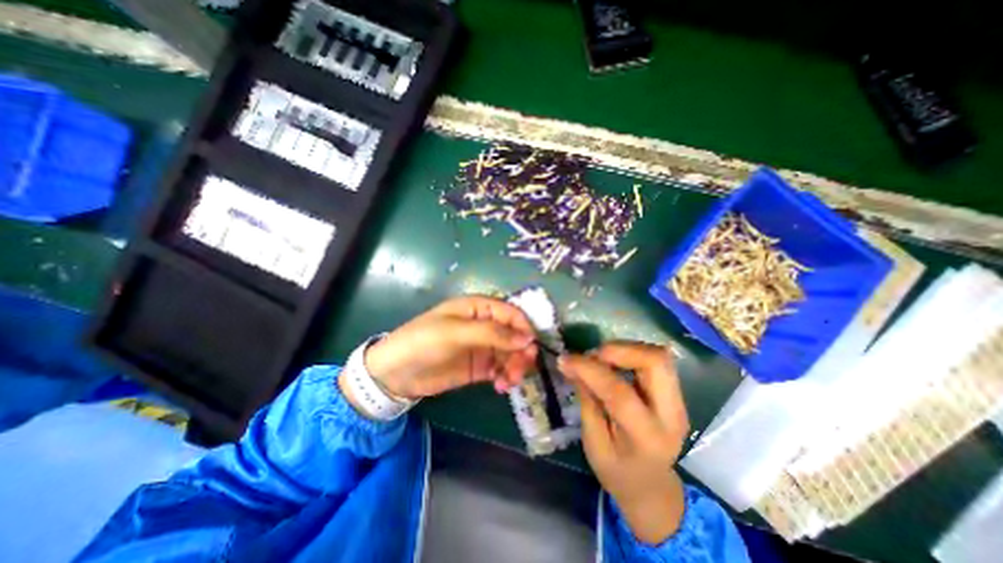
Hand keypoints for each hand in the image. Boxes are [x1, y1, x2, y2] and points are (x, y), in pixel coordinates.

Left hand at [364, 294, 541, 399]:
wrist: (396, 373)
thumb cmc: (424, 342)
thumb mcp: (456, 332)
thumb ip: (492, 333)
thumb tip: (528, 338)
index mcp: (479, 308)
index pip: (511, 313)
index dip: (524, 328)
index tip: (531, 347)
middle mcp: (485, 325)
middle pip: (515, 335)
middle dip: (522, 352)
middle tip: (520, 370)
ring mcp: (483, 347)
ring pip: (511, 353)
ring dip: (516, 367)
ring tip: (508, 382)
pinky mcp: (480, 367)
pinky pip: (502, 369)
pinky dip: (506, 377)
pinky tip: (501, 387)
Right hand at [556, 343, 690, 544]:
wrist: (651, 486)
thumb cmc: (617, 472)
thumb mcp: (594, 444)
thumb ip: (586, 401)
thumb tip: (572, 365)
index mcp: (647, 438)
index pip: (619, 393)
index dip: (589, 370)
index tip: (565, 359)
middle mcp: (672, 415)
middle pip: (655, 362)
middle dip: (619, 349)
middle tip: (592, 355)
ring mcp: (679, 401)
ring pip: (658, 355)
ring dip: (624, 349)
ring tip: (600, 359)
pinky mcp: (675, 392)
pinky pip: (654, 359)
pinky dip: (630, 353)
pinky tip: (613, 363)